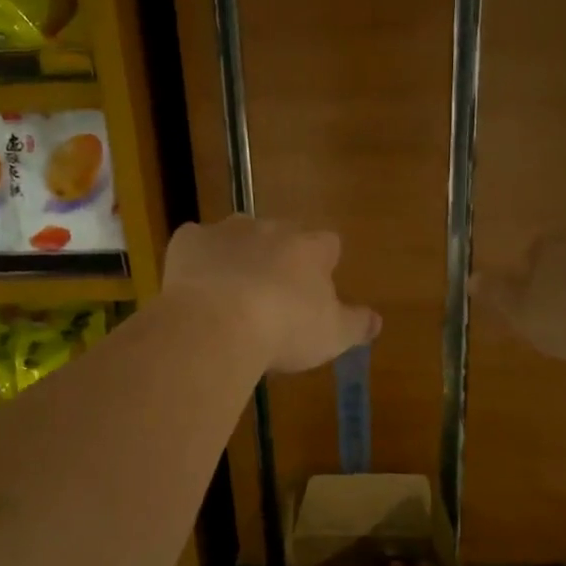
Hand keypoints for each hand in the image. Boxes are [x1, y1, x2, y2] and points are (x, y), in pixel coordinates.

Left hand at [164, 216, 380, 372]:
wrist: (216, 324)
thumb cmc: (284, 330)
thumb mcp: (332, 336)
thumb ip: (357, 324)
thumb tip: (377, 321)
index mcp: (309, 249)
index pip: (327, 244)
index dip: (322, 263)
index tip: (316, 288)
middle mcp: (270, 229)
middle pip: (281, 235)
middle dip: (278, 258)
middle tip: (271, 295)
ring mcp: (227, 231)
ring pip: (237, 235)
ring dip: (237, 255)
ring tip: (230, 293)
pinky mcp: (188, 240)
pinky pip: (196, 244)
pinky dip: (197, 260)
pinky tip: (194, 289)